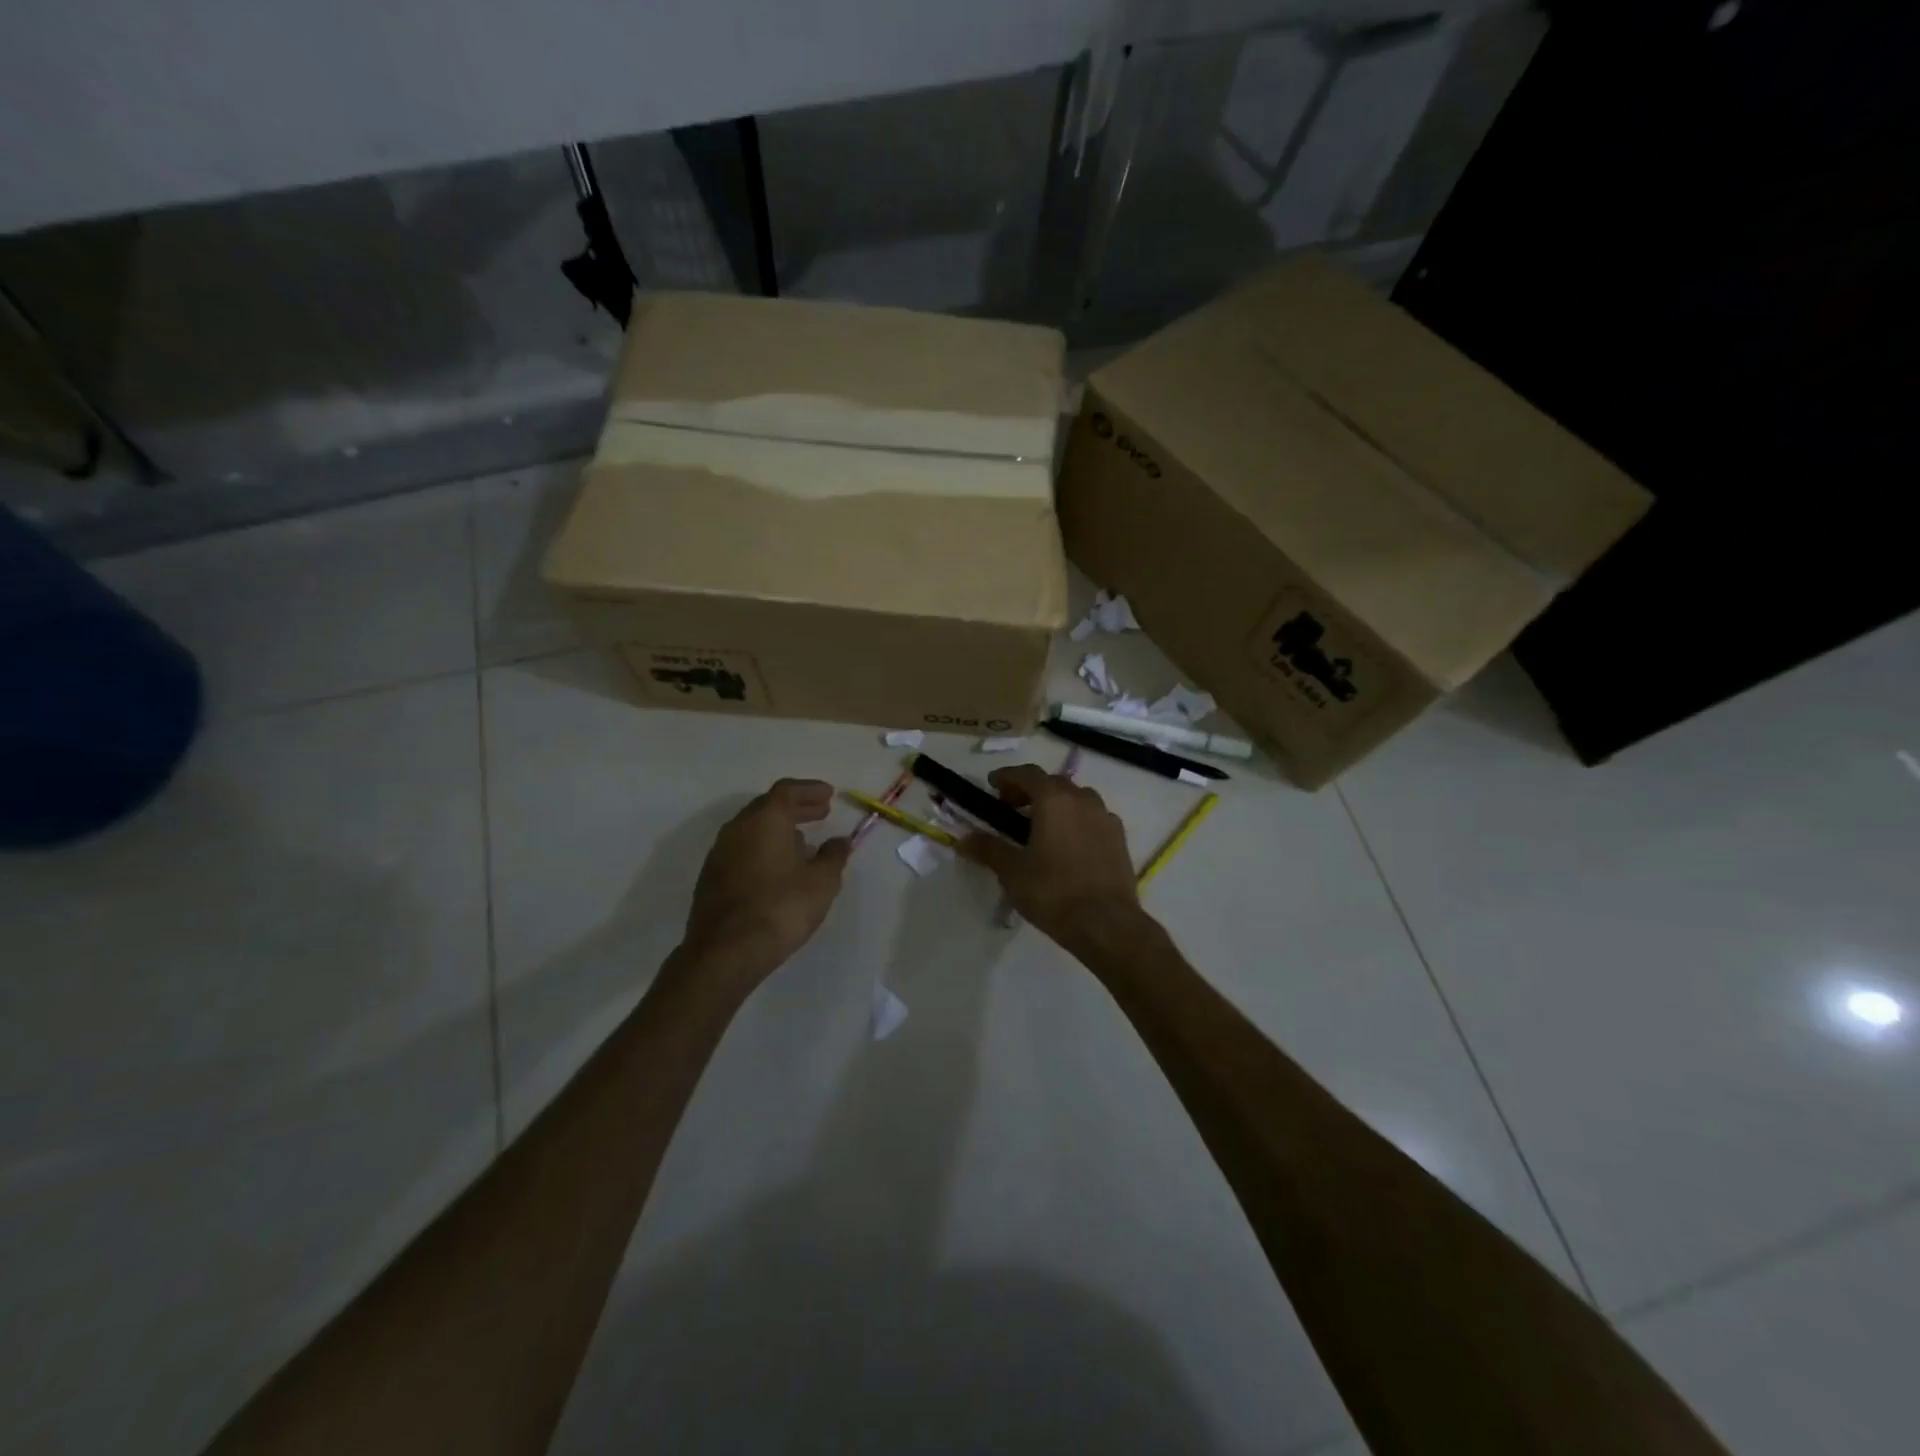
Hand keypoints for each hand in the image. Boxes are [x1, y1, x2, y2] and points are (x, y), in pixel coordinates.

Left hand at [680, 779, 851, 987]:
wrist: (725, 952)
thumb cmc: (781, 908)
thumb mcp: (822, 882)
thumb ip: (833, 856)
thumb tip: (839, 841)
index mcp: (765, 820)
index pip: (787, 790)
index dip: (810, 790)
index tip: (829, 795)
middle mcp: (738, 828)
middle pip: (768, 806)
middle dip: (796, 807)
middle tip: (821, 813)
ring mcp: (720, 852)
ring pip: (753, 828)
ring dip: (779, 829)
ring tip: (803, 842)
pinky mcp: (711, 877)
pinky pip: (743, 849)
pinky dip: (763, 847)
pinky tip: (778, 868)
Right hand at [957, 765, 1144, 950]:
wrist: (1105, 923)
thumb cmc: (1053, 892)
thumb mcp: (1012, 871)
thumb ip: (988, 849)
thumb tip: (964, 839)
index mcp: (1054, 800)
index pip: (1028, 774)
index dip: (1007, 776)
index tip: (992, 784)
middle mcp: (1083, 800)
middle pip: (1053, 783)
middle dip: (1030, 790)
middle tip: (1011, 808)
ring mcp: (1105, 818)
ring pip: (1077, 799)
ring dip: (1056, 804)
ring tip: (1040, 826)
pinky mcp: (1120, 839)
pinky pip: (1094, 818)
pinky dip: (1077, 820)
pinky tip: (1068, 843)